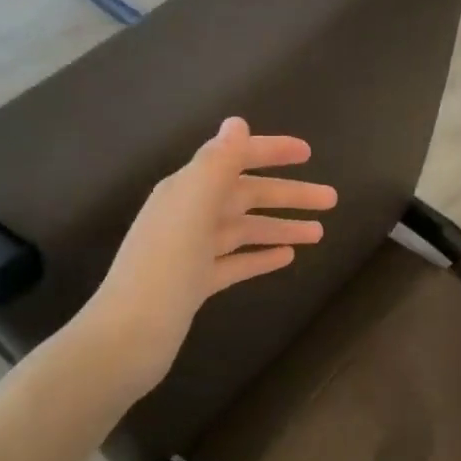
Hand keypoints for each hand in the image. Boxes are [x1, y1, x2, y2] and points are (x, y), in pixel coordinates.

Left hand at [80, 117, 336, 395]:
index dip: (270, 152)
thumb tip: (237, 122)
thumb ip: (217, 163)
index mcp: (186, 190)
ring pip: (245, 230)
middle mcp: (189, 214)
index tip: (308, 152)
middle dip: (288, 195)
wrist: (128, 337)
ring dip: (281, 226)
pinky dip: (261, 256)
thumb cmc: (164, 267)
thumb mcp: (191, 206)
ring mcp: (192, 251)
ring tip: (320, 232)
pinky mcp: (196, 284)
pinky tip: (288, 258)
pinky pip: (236, 262)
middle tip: (331, 199)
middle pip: (246, 196)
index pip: (234, 159)